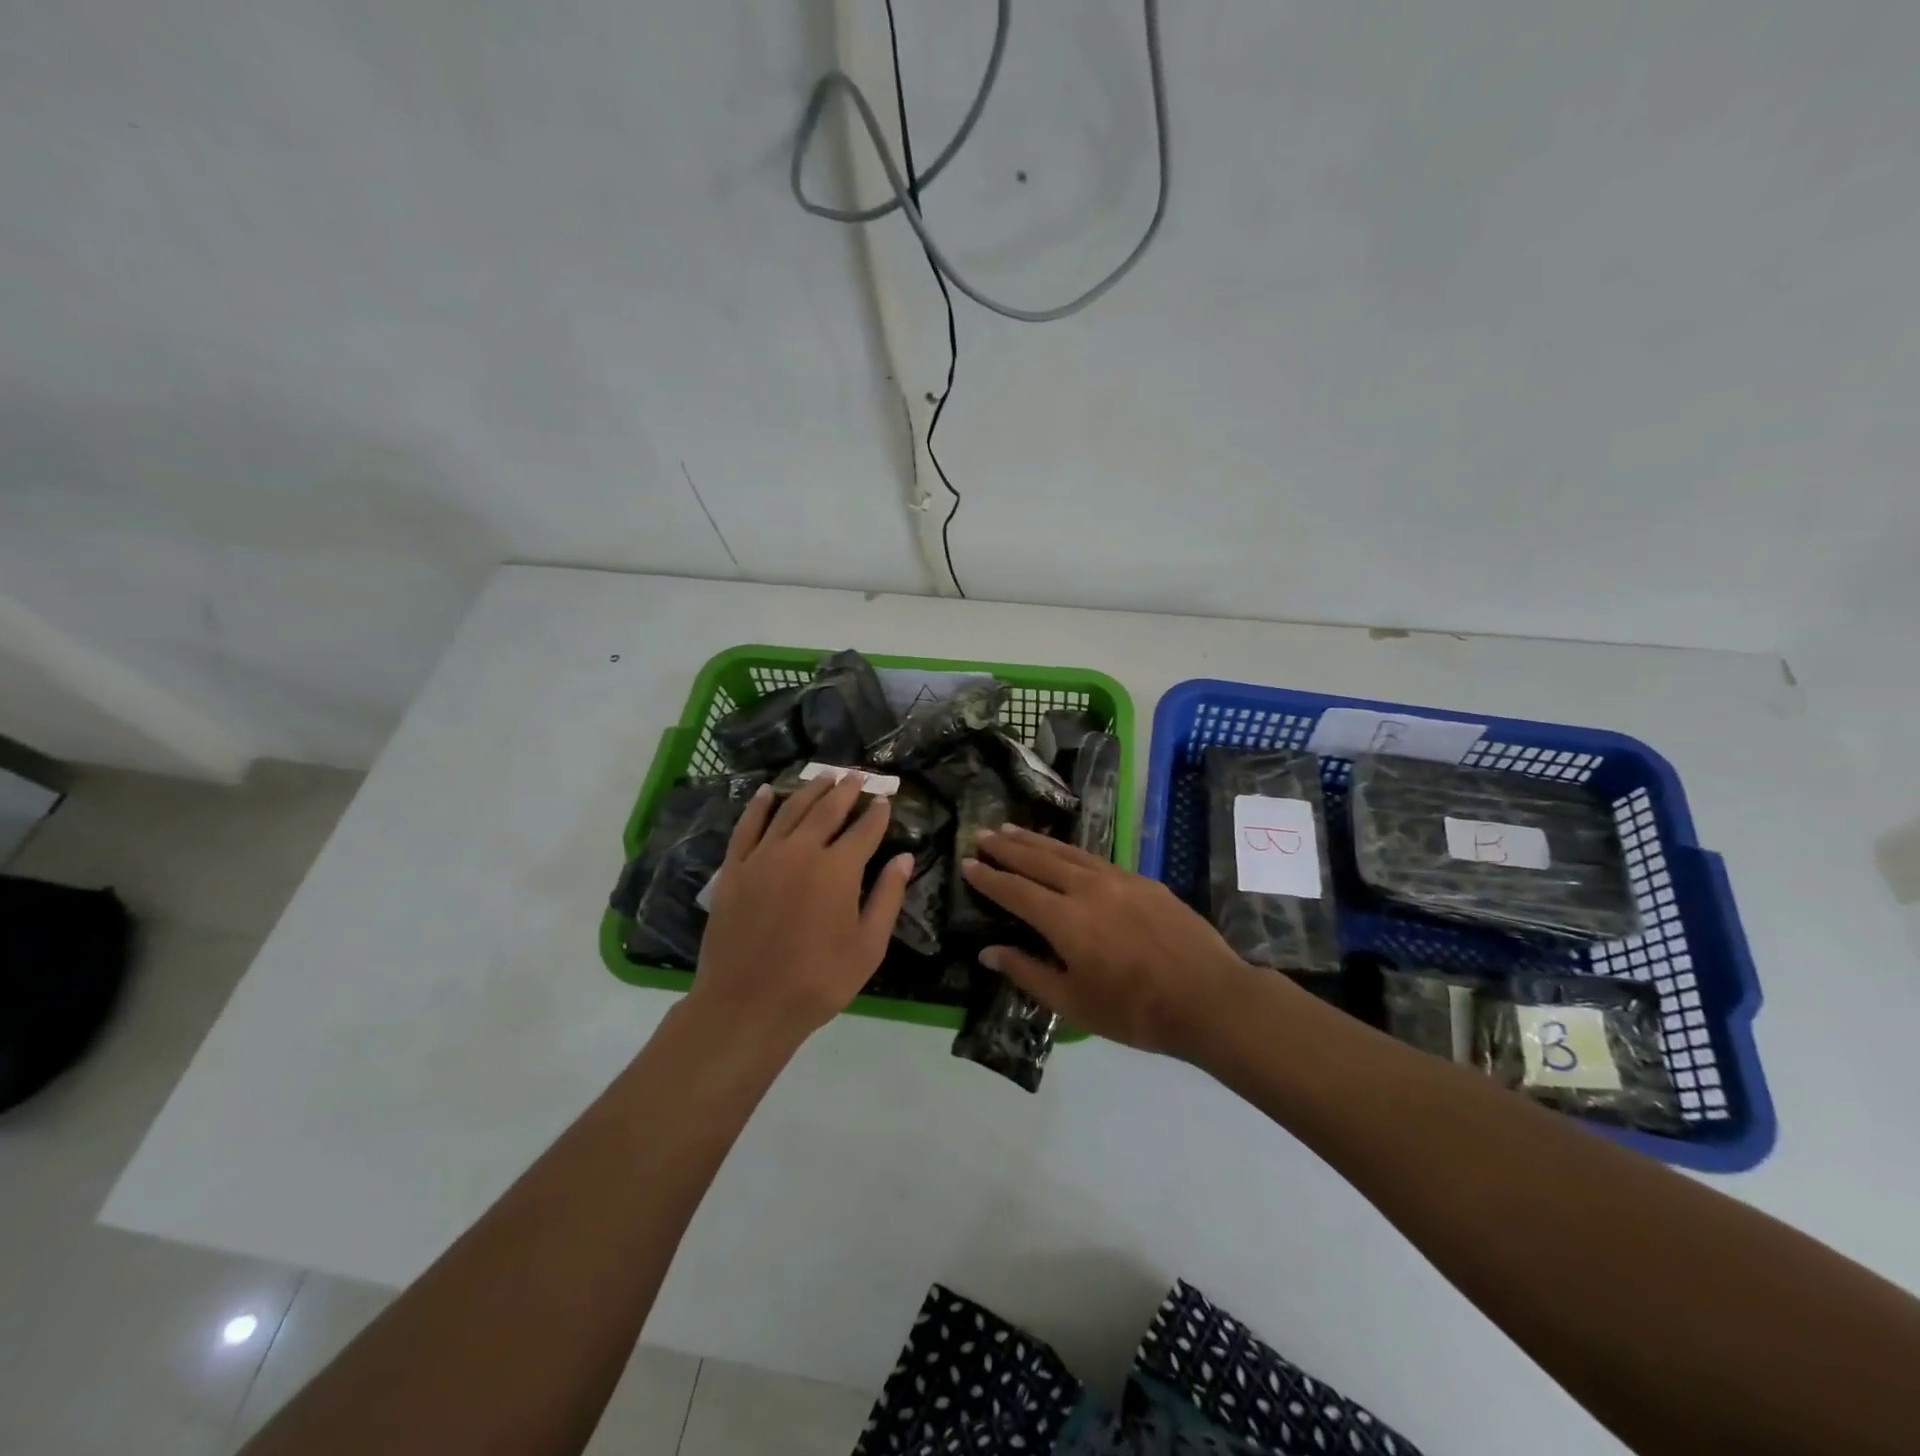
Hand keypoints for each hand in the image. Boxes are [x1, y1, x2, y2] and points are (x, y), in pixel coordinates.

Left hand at [691, 773, 914, 1041]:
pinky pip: (747, 826)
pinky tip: (768, 791)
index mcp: (838, 869)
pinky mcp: (734, 869)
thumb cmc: (817, 981)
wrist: (746, 1005)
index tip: (885, 799)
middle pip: (827, 810)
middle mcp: (802, 851)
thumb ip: (888, 897)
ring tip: (824, 775)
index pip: (864, 830)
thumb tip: (904, 858)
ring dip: (810, 789)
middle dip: (846, 790)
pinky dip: (759, 806)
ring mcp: (764, 856)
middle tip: (857, 775)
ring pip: (791, 810)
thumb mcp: (868, 947)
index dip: (877, 813)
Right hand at [961, 826, 1257, 1056]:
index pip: (1016, 891)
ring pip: (1068, 852)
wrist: (1208, 997)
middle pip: (1038, 860)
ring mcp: (1118, 879)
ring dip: (1036, 840)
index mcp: (1065, 920)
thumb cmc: (1135, 1011)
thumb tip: (988, 951)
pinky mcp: (1143, 880)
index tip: (967, 862)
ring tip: (1012, 829)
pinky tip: (1064, 851)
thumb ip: (1028, 973)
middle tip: (983, 833)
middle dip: (1007, 847)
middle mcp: (1087, 888)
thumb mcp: (1073, 1004)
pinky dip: (1070, 850)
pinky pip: (1095, 858)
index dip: (989, 877)